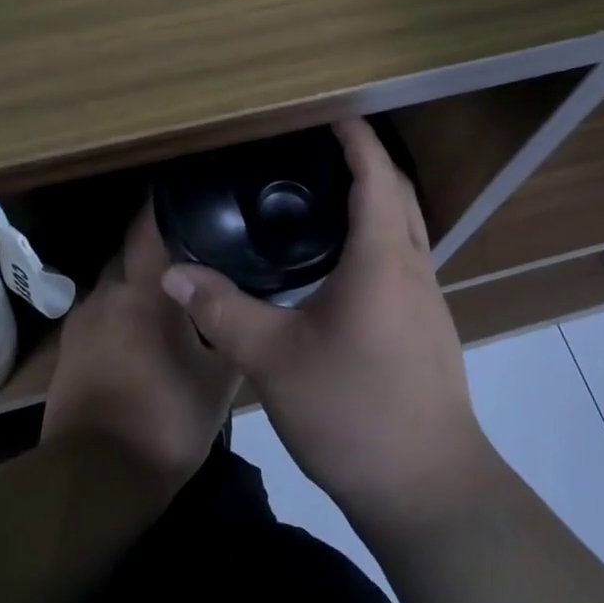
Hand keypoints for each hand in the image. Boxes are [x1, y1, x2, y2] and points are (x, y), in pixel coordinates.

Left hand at [42, 202, 239, 494]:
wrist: (95, 479)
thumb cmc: (166, 422)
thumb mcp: (219, 382)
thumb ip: (230, 334)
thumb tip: (241, 306)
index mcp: (144, 291)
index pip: (148, 227)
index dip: (163, 204)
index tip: (184, 191)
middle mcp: (107, 293)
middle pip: (130, 254)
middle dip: (155, 250)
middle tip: (190, 253)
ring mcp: (82, 320)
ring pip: (114, 286)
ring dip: (136, 286)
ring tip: (166, 297)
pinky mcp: (68, 349)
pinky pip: (100, 314)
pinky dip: (119, 314)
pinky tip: (138, 334)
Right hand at [159, 118, 492, 531]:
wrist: (429, 491)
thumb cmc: (354, 413)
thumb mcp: (276, 360)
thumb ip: (224, 312)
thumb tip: (174, 275)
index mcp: (384, 260)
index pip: (376, 176)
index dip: (357, 138)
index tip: (330, 110)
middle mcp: (414, 268)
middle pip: (399, 193)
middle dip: (367, 159)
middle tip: (319, 146)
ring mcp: (427, 300)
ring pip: (407, 226)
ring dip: (377, 196)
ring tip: (325, 192)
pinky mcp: (427, 327)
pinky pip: (404, 257)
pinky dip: (379, 233)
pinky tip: (342, 259)